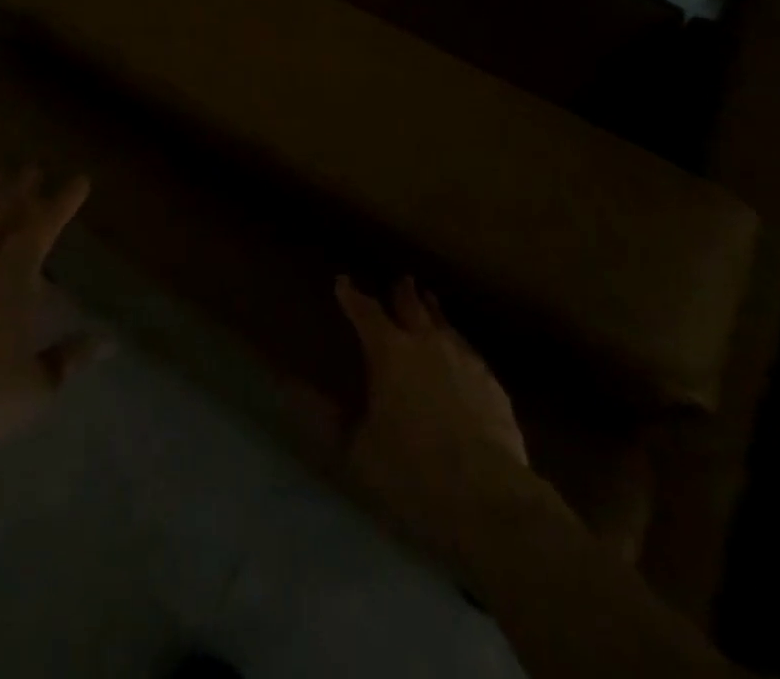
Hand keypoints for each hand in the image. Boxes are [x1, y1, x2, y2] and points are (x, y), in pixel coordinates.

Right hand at [336, 275, 566, 554]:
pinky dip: (458, 345)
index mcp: (390, 353)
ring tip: (430, 302)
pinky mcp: (493, 385)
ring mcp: (465, 361)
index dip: (352, 297)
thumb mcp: (356, 451)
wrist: (489, 500)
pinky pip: (470, 352)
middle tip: (400, 280)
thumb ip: (325, 417)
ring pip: (445, 325)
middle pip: (412, 307)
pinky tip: (462, 353)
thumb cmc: (412, 473)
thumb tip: (286, 387)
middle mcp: (427, 344)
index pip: (366, 313)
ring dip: (434, 312)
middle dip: (402, 293)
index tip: (343, 282)